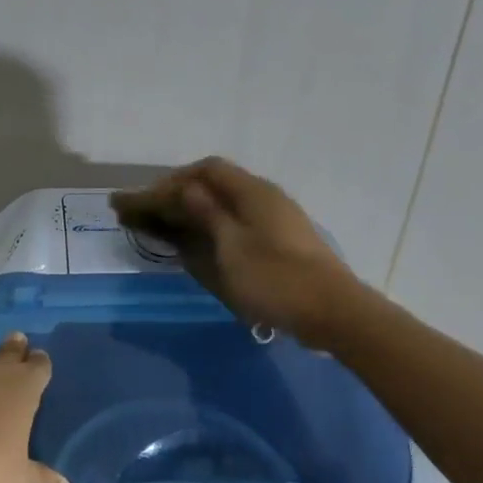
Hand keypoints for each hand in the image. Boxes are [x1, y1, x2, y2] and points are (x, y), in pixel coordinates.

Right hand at [113, 157, 362, 347]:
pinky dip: (211, 227)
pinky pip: (236, 222)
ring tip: (165, 226)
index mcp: (252, 191)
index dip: (174, 179)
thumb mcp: (232, 246)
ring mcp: (275, 219)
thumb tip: (187, 189)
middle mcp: (264, 197)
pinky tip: (199, 243)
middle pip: (215, 185)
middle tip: (148, 212)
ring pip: (225, 205)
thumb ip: (207, 213)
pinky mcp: (281, 241)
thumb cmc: (276, 278)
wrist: (334, 313)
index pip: (207, 169)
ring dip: (193, 212)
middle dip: (178, 195)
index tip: (148, 198)